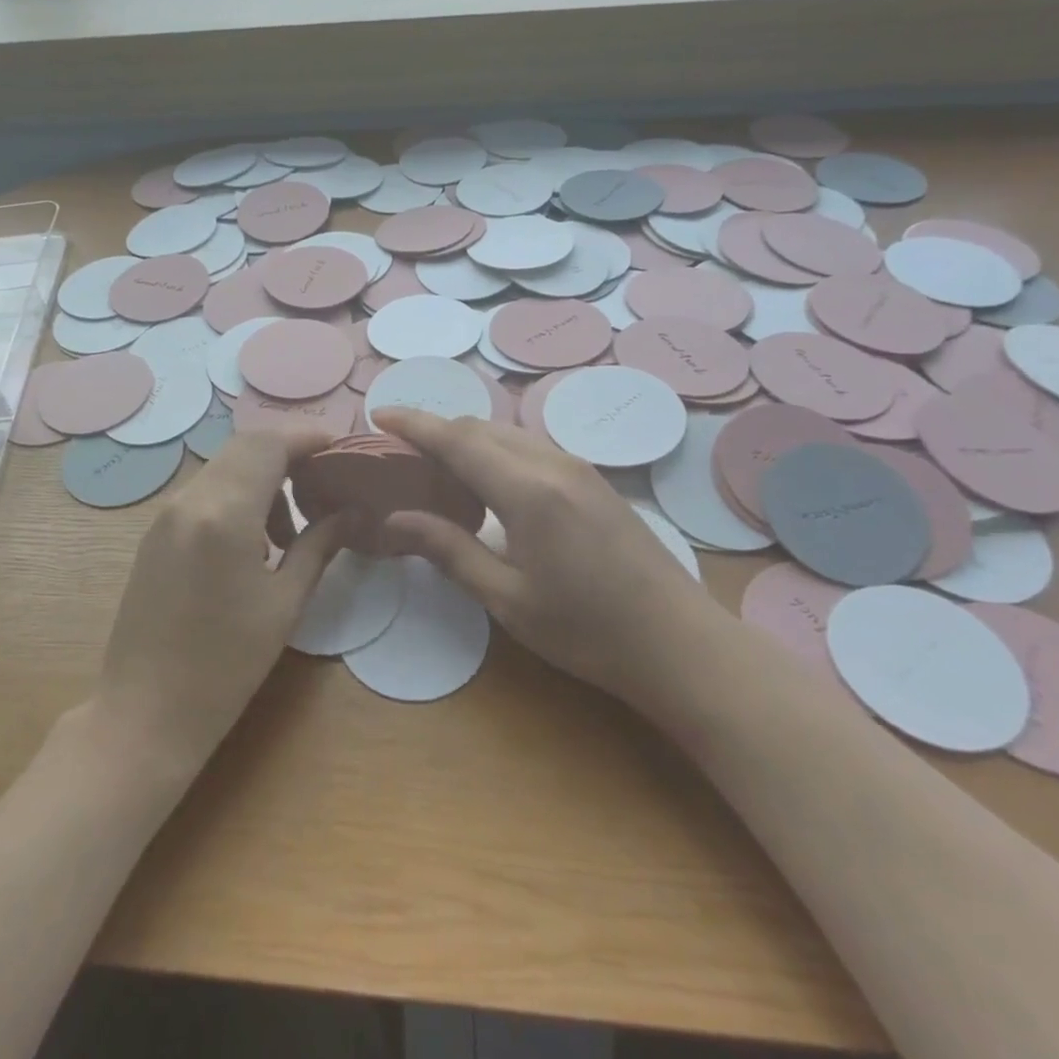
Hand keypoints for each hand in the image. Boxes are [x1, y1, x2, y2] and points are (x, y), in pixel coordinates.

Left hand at [93, 430, 346, 775]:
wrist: (145, 711)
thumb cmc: (225, 665)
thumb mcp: (284, 604)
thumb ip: (319, 546)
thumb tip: (351, 512)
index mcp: (224, 513)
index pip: (269, 445)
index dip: (308, 438)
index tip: (340, 450)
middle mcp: (190, 500)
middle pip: (245, 447)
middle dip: (287, 455)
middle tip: (323, 486)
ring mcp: (166, 514)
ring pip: (223, 468)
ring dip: (261, 478)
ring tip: (289, 532)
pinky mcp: (155, 533)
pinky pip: (204, 492)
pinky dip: (236, 496)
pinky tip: (253, 544)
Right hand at [374, 409, 716, 706]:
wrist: (680, 644)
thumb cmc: (587, 630)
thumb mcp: (507, 598)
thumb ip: (449, 550)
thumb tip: (395, 519)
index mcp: (527, 490)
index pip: (456, 439)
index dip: (414, 424)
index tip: (378, 415)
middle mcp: (552, 463)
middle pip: (481, 428)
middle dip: (436, 431)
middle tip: (400, 456)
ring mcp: (578, 468)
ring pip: (507, 434)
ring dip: (467, 440)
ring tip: (437, 469)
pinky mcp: (594, 481)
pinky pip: (530, 448)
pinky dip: (495, 452)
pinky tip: (487, 485)